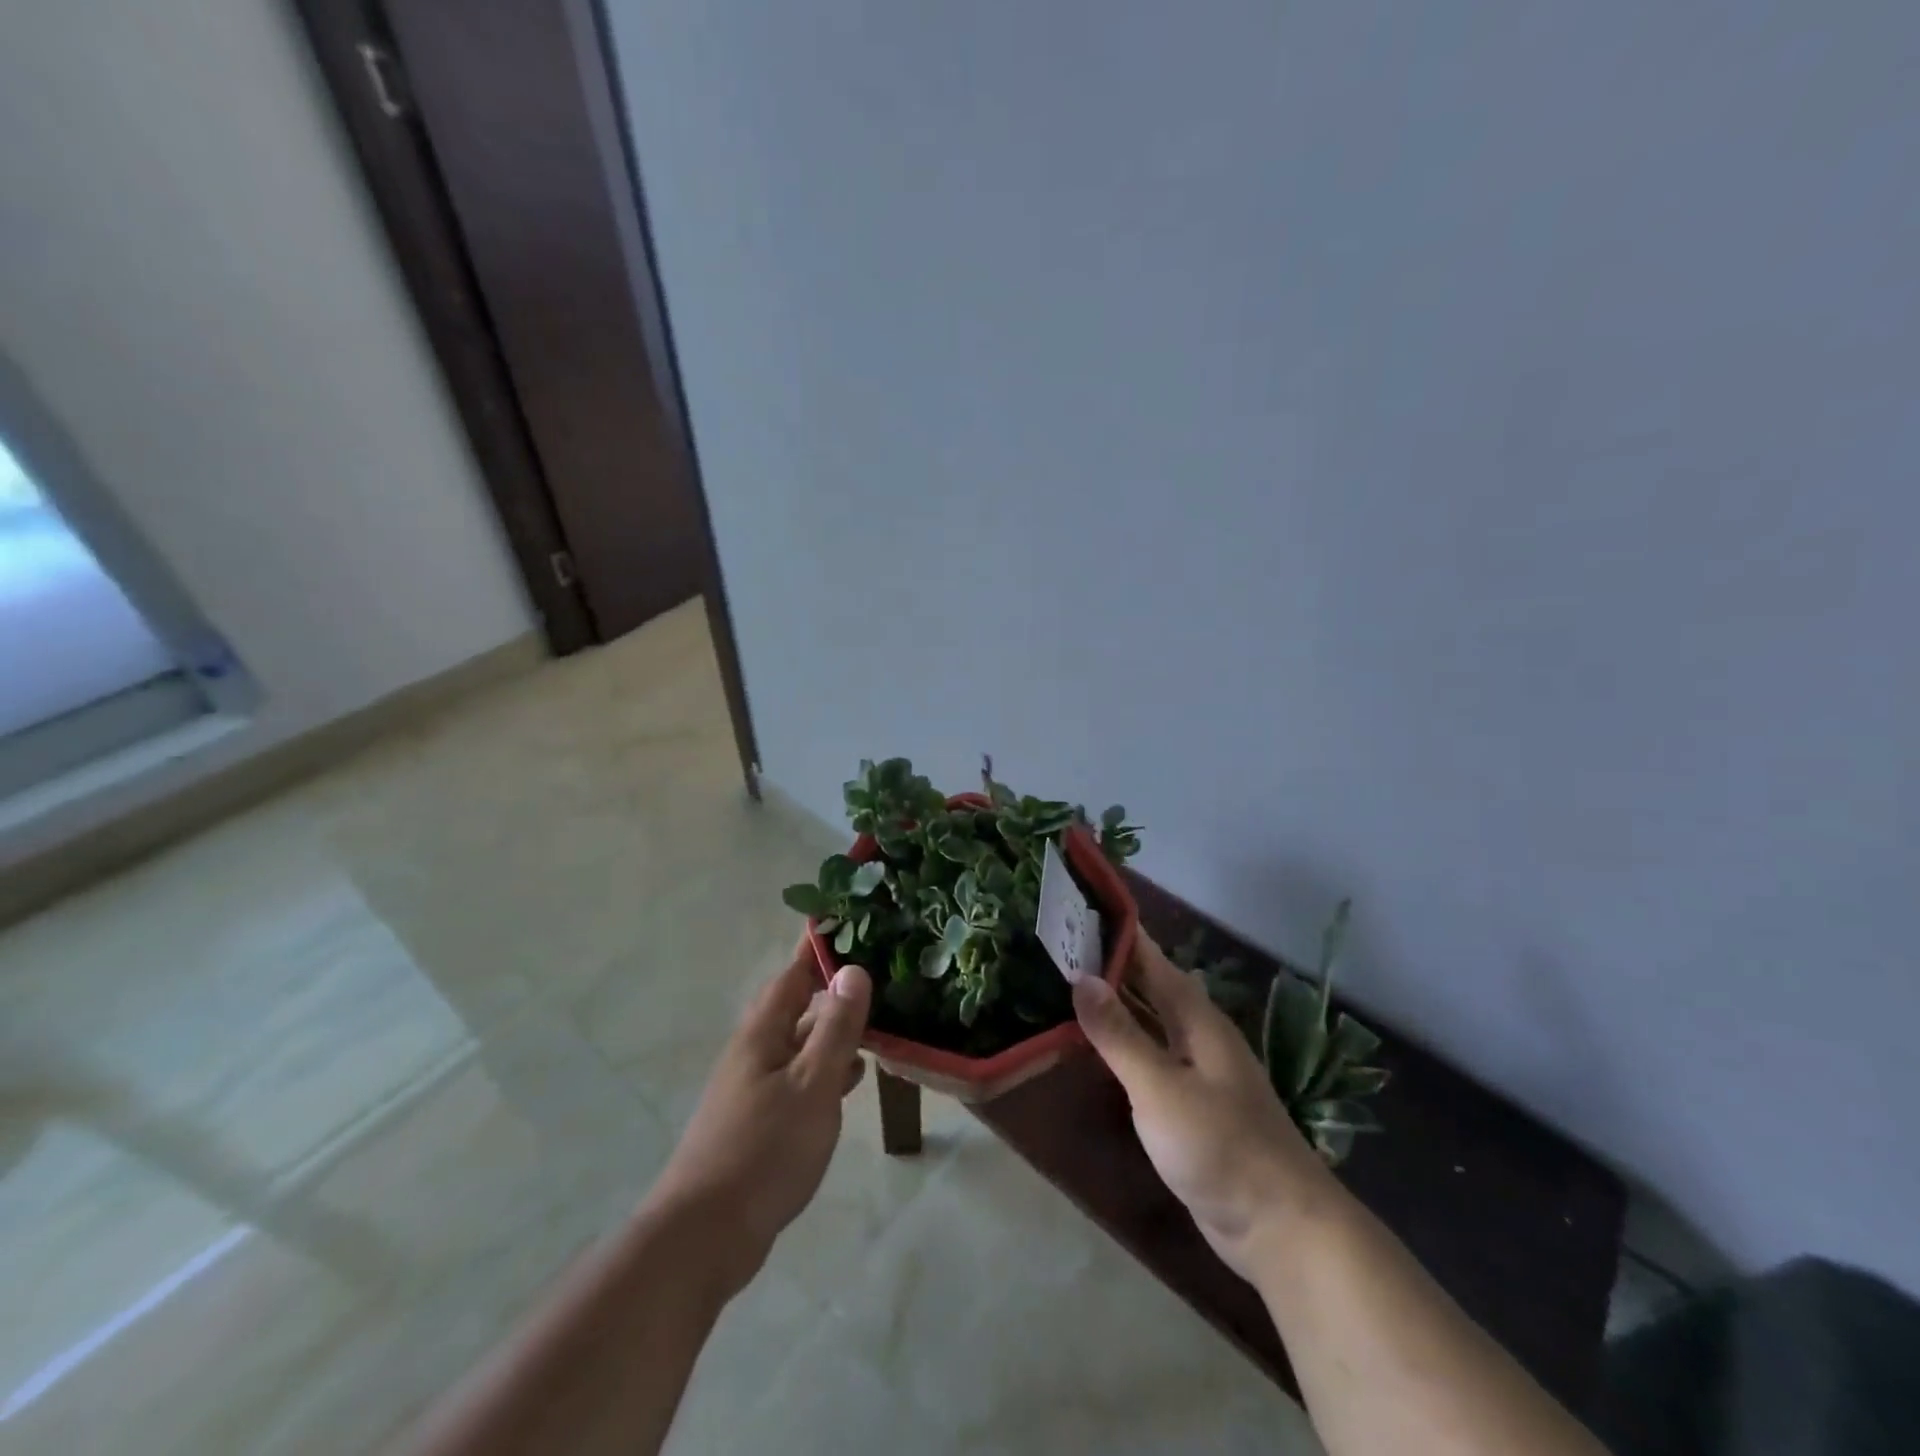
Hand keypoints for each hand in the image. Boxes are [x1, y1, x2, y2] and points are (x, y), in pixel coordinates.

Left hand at [644, 940, 871, 1296]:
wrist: (706, 1235)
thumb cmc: (764, 1150)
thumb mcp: (812, 1084)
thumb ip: (836, 1028)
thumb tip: (852, 970)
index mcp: (764, 1032)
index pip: (794, 972)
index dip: (819, 947)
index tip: (850, 922)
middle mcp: (755, 1050)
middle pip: (796, 1004)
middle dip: (832, 987)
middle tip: (878, 972)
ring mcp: (754, 1087)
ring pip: (800, 1042)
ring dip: (833, 1029)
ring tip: (876, 1019)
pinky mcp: (759, 1120)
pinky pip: (799, 1076)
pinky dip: (826, 1067)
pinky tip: (851, 1077)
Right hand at [1072, 934, 1334, 1280]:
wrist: (1281, 1226)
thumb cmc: (1220, 1146)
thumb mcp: (1160, 1088)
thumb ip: (1119, 1034)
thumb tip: (1080, 978)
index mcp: (1196, 1017)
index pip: (1150, 958)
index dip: (1117, 933)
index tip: (1075, 910)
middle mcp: (1197, 1034)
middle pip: (1149, 985)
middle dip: (1109, 964)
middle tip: (1057, 945)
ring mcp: (1197, 1070)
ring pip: (1149, 1020)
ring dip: (1114, 1002)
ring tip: (1065, 984)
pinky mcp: (1191, 1103)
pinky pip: (1150, 1056)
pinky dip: (1122, 1042)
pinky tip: (1096, 1045)